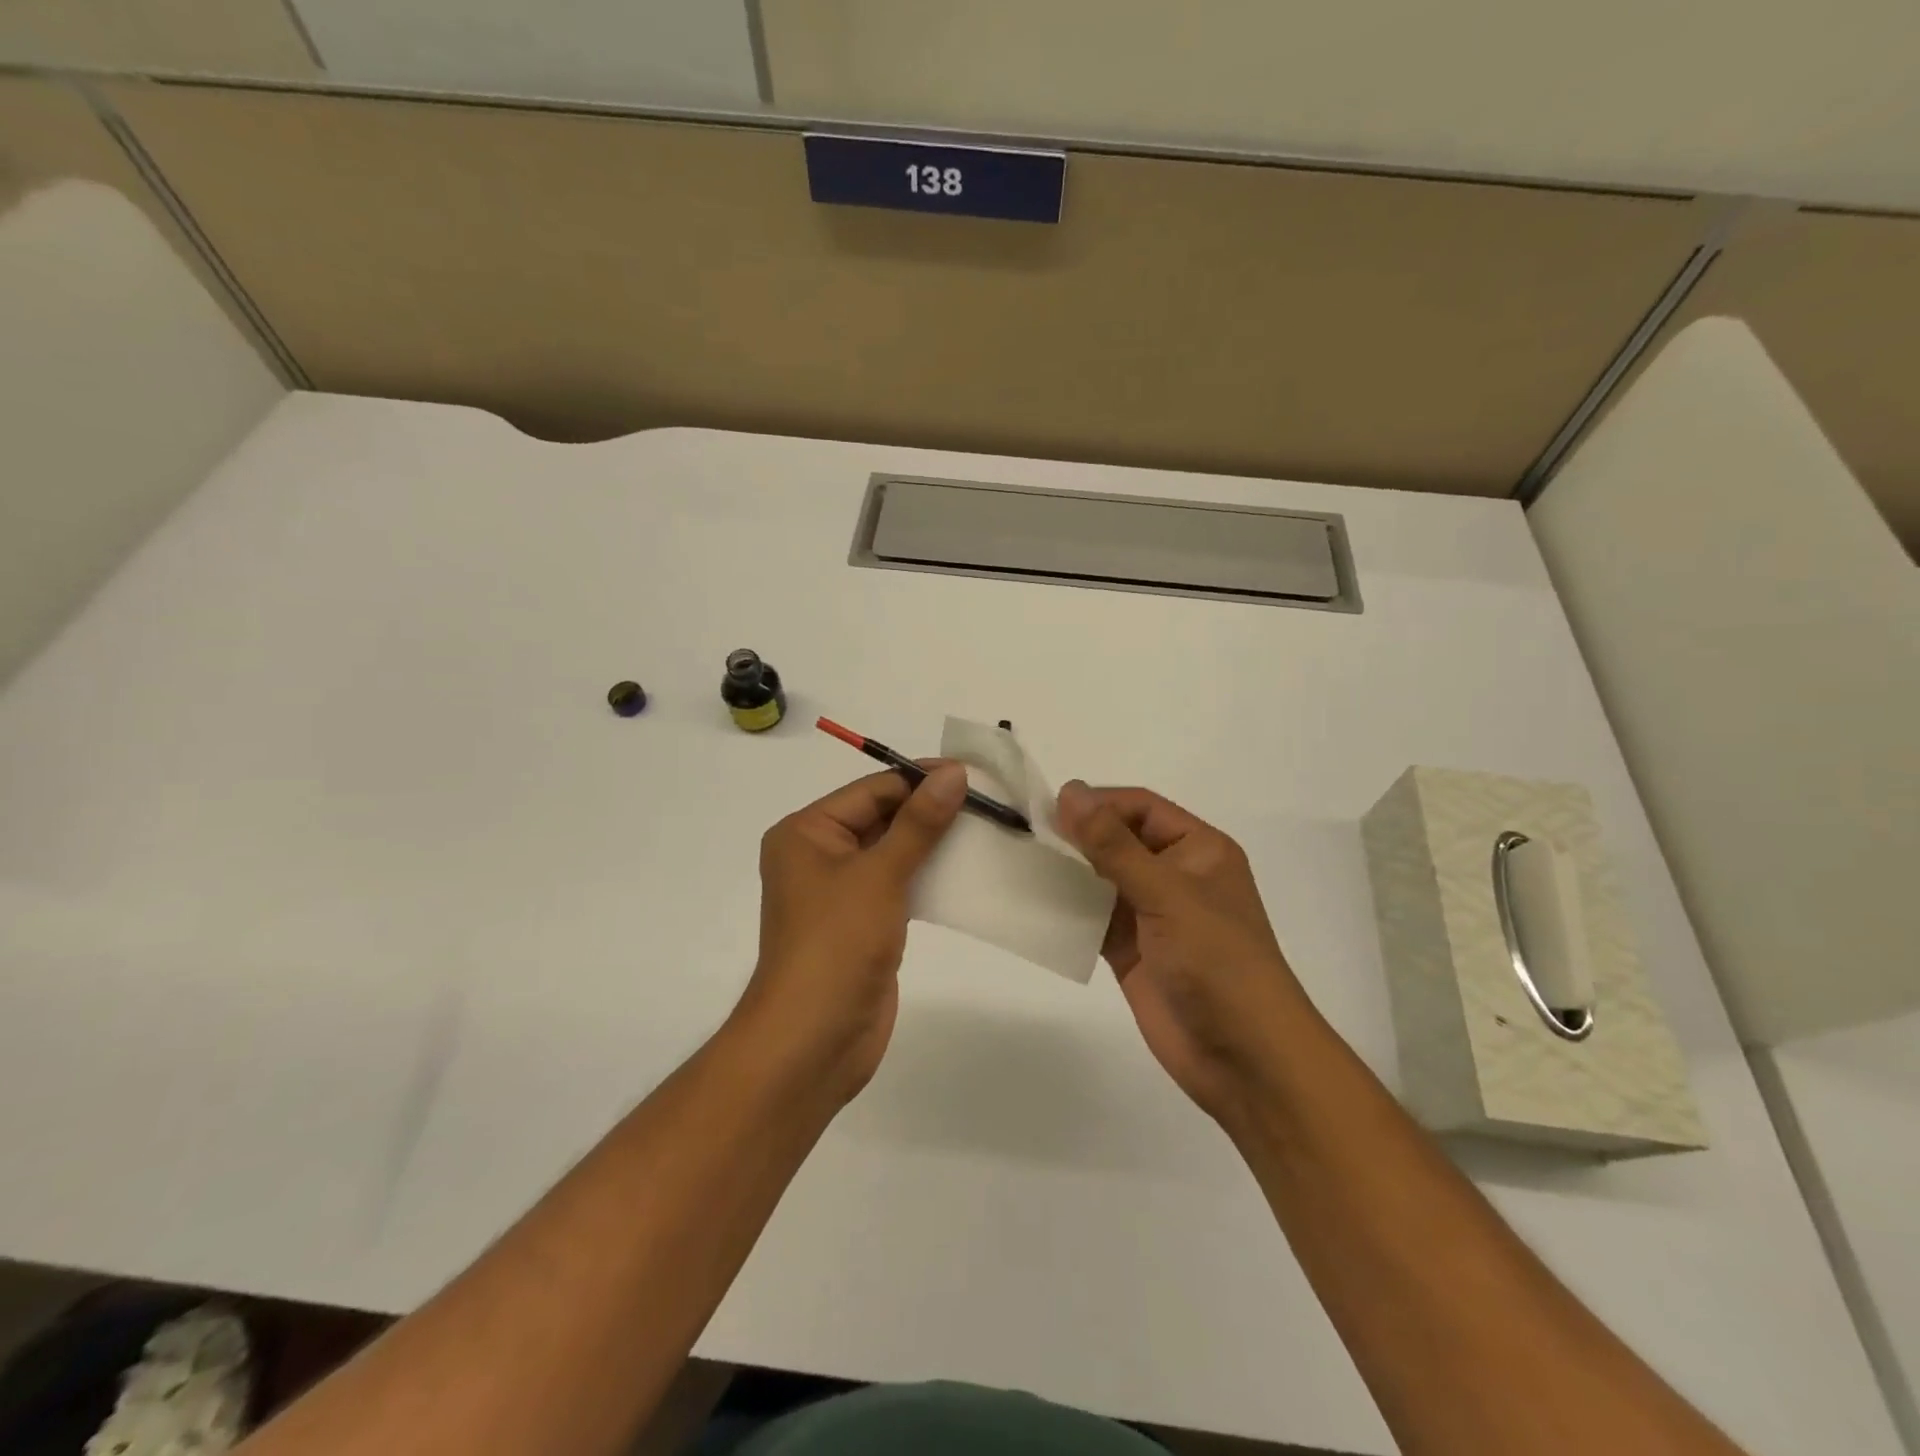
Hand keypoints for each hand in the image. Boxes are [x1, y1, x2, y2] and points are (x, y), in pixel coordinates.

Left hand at [734, 763, 966, 1103]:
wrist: (814, 1041)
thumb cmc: (837, 944)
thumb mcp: (879, 874)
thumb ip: (919, 823)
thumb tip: (953, 772)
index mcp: (807, 832)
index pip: (873, 790)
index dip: (921, 779)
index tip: (973, 775)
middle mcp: (819, 855)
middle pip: (882, 817)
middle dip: (931, 811)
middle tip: (989, 803)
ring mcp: (841, 892)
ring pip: (894, 852)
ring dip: (935, 843)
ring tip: (987, 831)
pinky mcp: (863, 923)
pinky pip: (899, 885)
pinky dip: (929, 875)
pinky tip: (967, 870)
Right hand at [1055, 782, 1311, 1124]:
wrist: (1245, 1058)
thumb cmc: (1217, 962)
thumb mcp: (1167, 894)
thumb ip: (1114, 845)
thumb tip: (1070, 792)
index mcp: (1199, 850)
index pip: (1141, 808)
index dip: (1099, 804)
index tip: (1050, 810)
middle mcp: (1175, 875)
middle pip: (1119, 840)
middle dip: (1079, 836)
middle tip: (1030, 834)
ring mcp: (1152, 915)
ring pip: (1102, 879)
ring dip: (1069, 871)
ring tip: (1025, 862)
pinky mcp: (1131, 951)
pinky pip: (1093, 918)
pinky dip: (1068, 910)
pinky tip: (1035, 902)